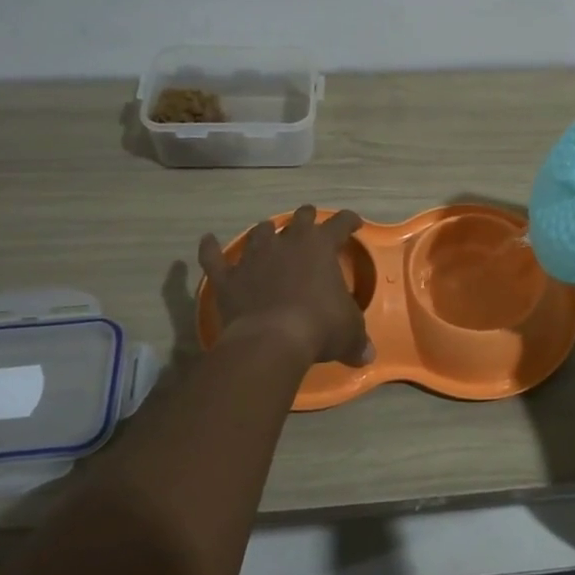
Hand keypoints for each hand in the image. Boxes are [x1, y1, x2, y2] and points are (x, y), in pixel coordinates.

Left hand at [198, 206, 373, 367]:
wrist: (271, 339)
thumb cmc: (319, 326)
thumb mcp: (349, 333)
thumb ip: (357, 339)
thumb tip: (368, 356)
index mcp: (321, 246)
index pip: (339, 223)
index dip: (348, 221)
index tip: (353, 223)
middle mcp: (288, 242)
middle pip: (299, 218)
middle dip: (306, 218)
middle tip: (309, 222)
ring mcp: (254, 256)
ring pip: (260, 233)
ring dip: (265, 233)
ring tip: (267, 234)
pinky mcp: (228, 277)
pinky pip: (214, 258)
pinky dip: (210, 249)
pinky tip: (207, 241)